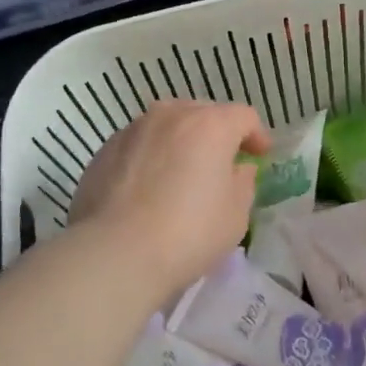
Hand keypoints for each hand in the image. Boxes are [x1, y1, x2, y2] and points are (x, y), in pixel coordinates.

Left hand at [69, 99, 270, 302]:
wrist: (115, 252)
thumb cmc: (188, 233)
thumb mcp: (235, 215)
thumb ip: (243, 183)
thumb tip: (238, 169)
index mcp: (210, 125)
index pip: (243, 116)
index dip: (256, 135)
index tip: (259, 156)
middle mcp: (171, 114)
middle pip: (203, 113)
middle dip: (216, 134)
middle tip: (220, 163)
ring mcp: (134, 128)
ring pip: (167, 124)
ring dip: (180, 141)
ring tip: (181, 172)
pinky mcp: (106, 148)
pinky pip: (140, 144)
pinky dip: (151, 156)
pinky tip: (148, 187)